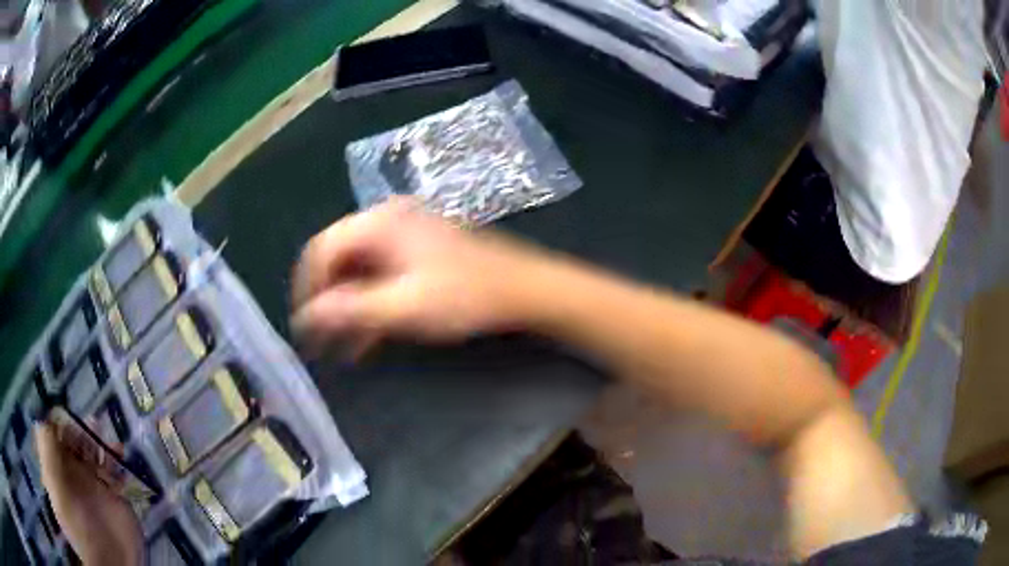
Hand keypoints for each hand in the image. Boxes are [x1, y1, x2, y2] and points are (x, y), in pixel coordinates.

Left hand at [35, 422, 143, 565]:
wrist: (110, 562)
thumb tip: (42, 414)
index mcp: (60, 470)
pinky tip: (121, 454)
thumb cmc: (77, 525)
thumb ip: (47, 451)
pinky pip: (118, 473)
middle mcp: (76, 475)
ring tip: (106, 433)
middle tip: (91, 420)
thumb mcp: (55, 488)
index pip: (57, 437)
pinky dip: (119, 460)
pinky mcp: (117, 498)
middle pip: (77, 443)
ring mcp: (97, 487)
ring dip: (101, 441)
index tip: (66, 408)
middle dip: (82, 428)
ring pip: (98, 454)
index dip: (60, 421)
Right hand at [291, 198, 546, 352]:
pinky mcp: (418, 252)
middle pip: (339, 260)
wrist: (523, 289)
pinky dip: (371, 305)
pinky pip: (381, 276)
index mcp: (379, 223)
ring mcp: (404, 235)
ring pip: (359, 272)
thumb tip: (305, 317)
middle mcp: (387, 220)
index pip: (322, 249)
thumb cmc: (465, 295)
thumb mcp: (403, 308)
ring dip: (349, 309)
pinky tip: (367, 338)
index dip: (307, 287)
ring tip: (341, 348)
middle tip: (320, 341)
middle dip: (327, 302)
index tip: (304, 326)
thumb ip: (350, 311)